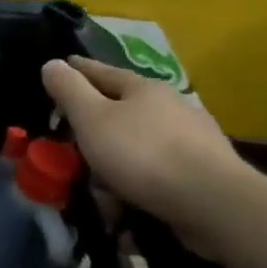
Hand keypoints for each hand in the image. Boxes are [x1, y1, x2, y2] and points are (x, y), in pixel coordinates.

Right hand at [41, 56, 249, 256]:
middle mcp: (171, 107)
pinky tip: (130, 202)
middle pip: (123, 109)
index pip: (102, 72)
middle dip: (97, 124)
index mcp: (144, 89)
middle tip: (73, 138)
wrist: (214, 204)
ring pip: (141, 144)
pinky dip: (140, 183)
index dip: (78, 70)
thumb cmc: (143, 154)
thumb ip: (70, 90)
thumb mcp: (92, 118)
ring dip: (119, 161)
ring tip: (100, 186)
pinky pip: (159, 173)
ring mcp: (194, 140)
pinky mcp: (206, 174)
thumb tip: (52, 63)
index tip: (61, 66)